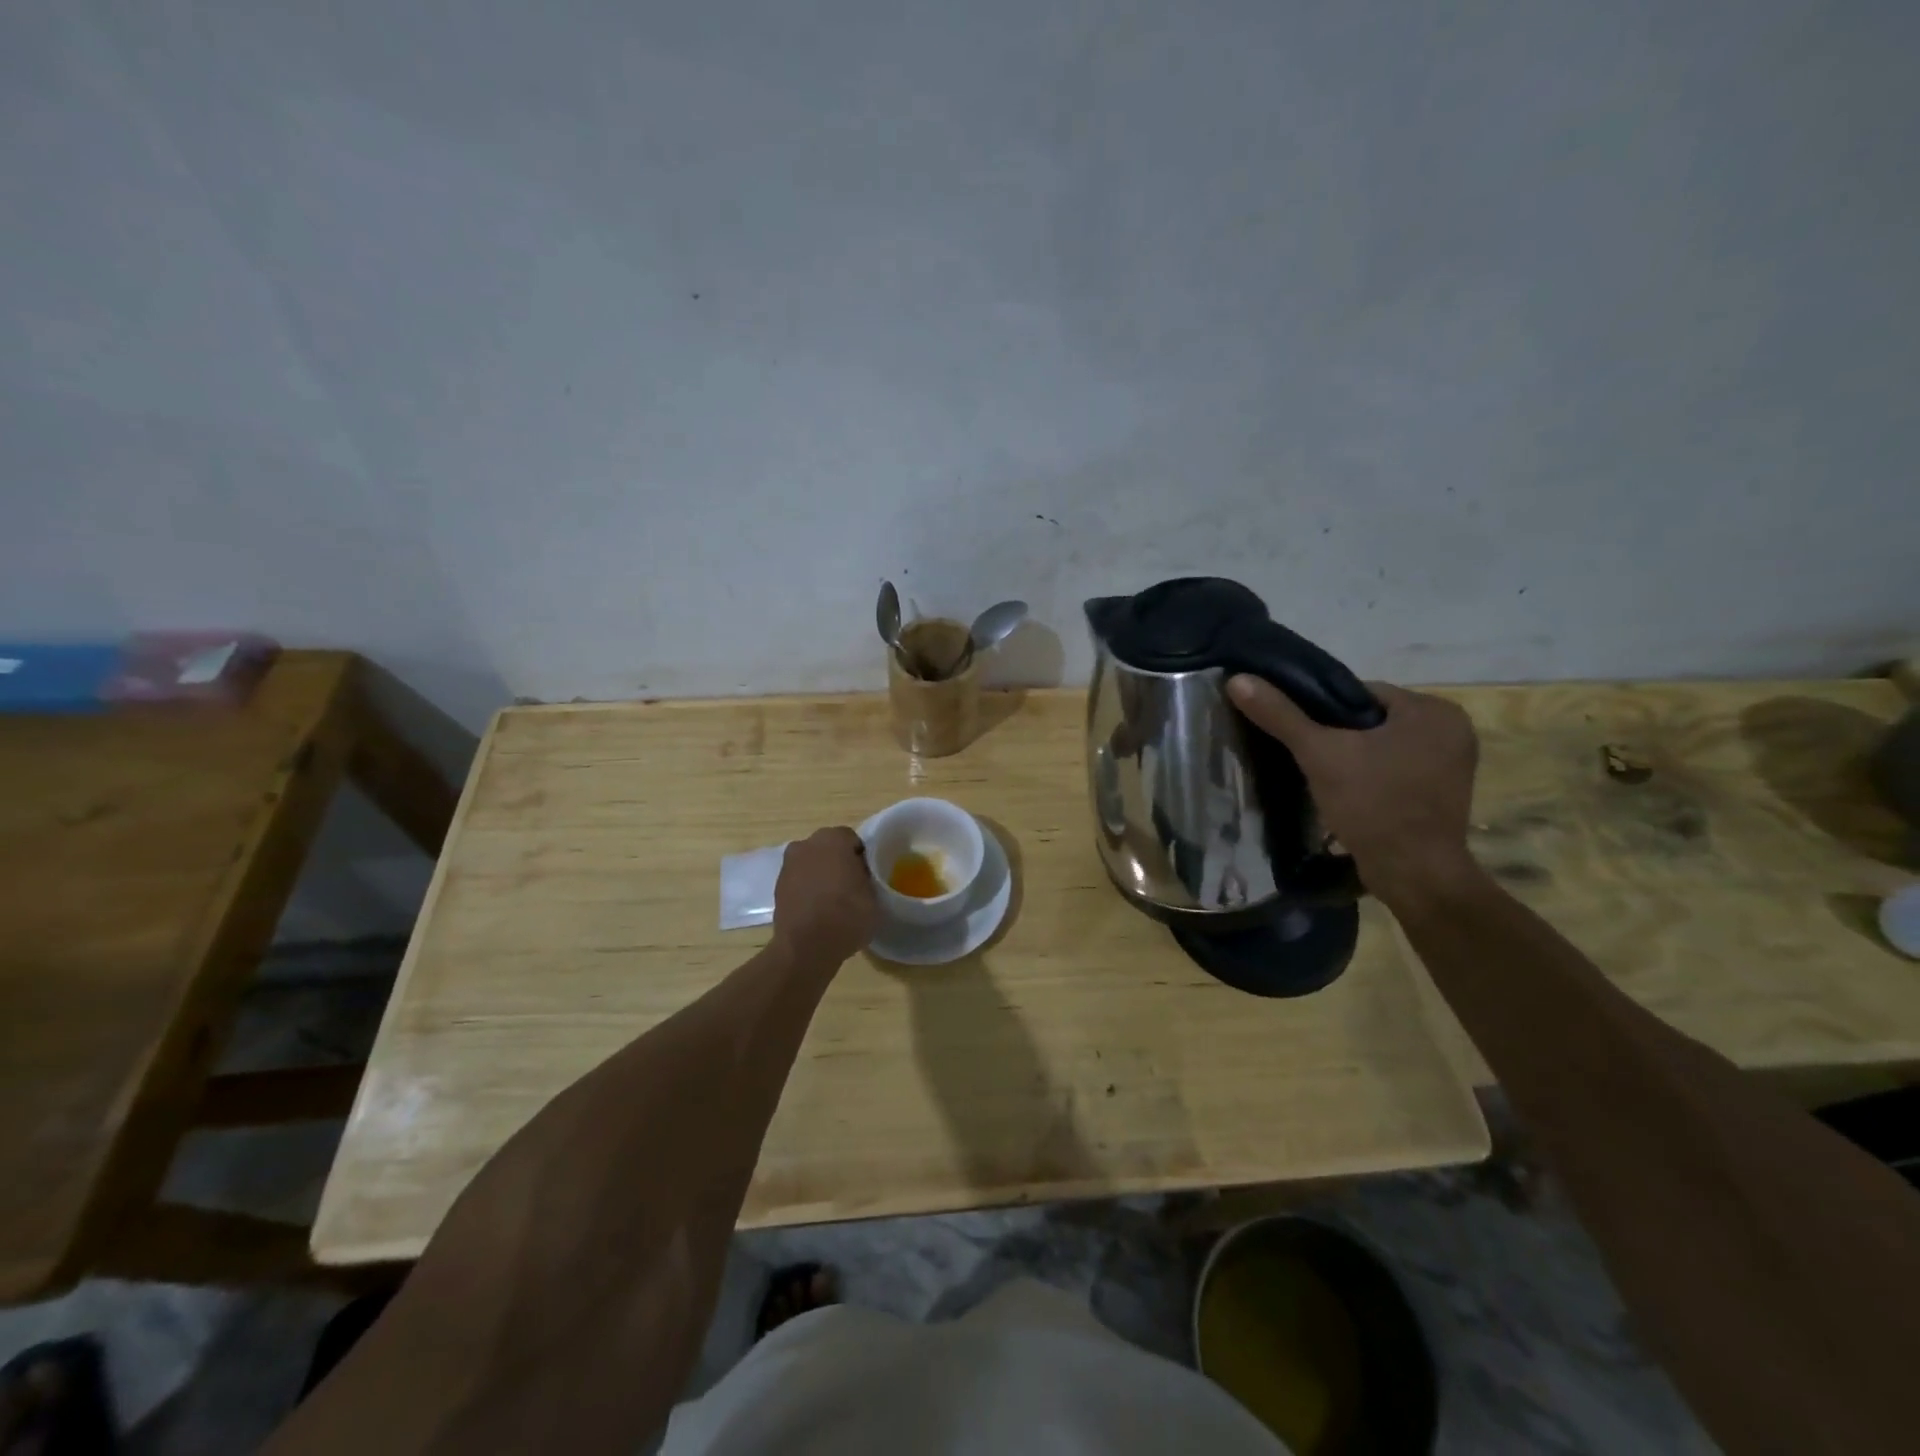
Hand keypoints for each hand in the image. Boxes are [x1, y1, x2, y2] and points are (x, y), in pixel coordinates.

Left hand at [772, 826, 880, 963]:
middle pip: (829, 848)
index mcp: (833, 838)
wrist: (805, 948)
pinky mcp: (777, 887)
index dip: (862, 858)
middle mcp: (806, 844)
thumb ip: (867, 877)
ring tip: (834, 901)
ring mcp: (788, 865)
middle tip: (853, 887)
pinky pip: (800, 881)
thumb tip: (860, 875)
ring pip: (812, 864)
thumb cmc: (847, 915)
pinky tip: (818, 910)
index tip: (868, 876)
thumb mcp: (874, 895)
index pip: (853, 840)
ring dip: (822, 875)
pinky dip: (808, 890)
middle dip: (839, 863)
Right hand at [1228, 675, 1480, 907]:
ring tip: (1323, 776)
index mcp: (1433, 710)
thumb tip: (1238, 680)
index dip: (1322, 711)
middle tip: (1308, 757)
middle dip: (1340, 736)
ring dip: (1355, 757)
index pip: (1361, 693)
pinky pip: (1397, 768)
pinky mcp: (1445, 792)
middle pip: (1373, 719)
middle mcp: (1453, 729)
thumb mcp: (1320, 754)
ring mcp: (1454, 763)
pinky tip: (1349, 793)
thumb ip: (1281, 715)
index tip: (1300, 734)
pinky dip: (1373, 776)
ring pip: (1384, 745)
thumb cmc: (1372, 804)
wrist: (1413, 873)